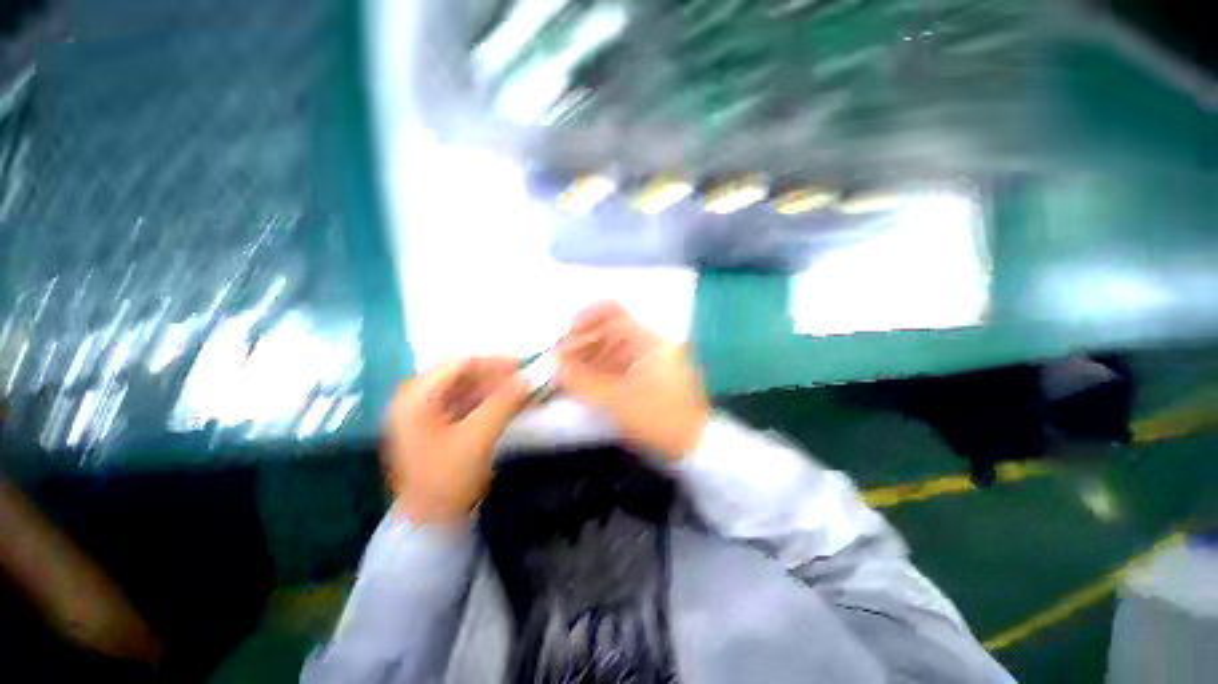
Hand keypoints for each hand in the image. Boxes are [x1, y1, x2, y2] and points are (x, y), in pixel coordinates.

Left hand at [383, 357, 528, 525]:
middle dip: (496, 376)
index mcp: (415, 398)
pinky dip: (489, 402)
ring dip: (495, 389)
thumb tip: (530, 377)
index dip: (492, 361)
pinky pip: (466, 404)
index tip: (522, 365)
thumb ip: (504, 402)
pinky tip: (509, 405)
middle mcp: (416, 399)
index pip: (457, 364)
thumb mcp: (478, 437)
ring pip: (466, 389)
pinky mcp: (437, 426)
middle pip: (462, 375)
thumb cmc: (448, 478)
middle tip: (525, 380)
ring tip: (522, 392)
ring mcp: (425, 413)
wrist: (430, 524)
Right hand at [556, 302, 709, 461]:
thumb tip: (554, 365)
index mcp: (648, 342)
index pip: (613, 313)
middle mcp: (646, 346)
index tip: (564, 334)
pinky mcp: (642, 379)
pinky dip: (595, 374)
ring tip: (562, 376)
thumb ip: (583, 382)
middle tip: (557, 363)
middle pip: (607, 333)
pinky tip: (579, 385)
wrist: (694, 447)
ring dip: (584, 361)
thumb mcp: (619, 400)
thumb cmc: (660, 419)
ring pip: (608, 352)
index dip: (586, 317)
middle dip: (579, 345)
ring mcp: (645, 363)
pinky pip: (613, 369)